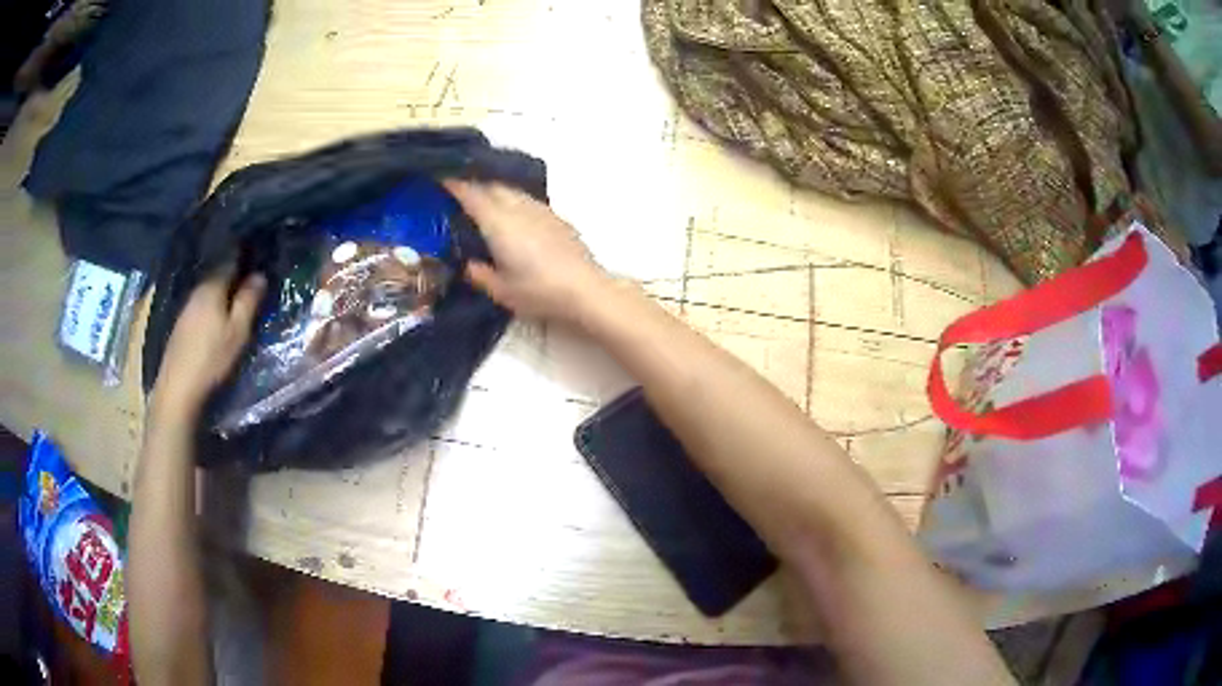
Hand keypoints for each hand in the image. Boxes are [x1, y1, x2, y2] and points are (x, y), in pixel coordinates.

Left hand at [151, 267, 265, 419]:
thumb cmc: (212, 358)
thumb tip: (260, 275)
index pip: (231, 260)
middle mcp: (197, 290)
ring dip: (222, 295)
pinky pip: (201, 306)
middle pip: (218, 275)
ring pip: (209, 292)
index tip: (258, 261)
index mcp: (213, 286)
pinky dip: (211, 308)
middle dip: (234, 277)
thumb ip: (249, 301)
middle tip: (250, 286)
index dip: (245, 258)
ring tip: (235, 303)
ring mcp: (186, 308)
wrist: (179, 388)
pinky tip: (217, 320)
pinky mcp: (181, 325)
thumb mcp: (238, 331)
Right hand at [444, 180, 611, 322]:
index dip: (455, 185)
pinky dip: (514, 200)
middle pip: (493, 186)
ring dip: (496, 190)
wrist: (585, 289)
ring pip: (512, 191)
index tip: (441, 178)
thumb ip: (479, 275)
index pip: (472, 195)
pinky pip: (528, 200)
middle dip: (475, 184)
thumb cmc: (539, 292)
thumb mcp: (501, 290)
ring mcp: (540, 210)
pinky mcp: (556, 218)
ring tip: (485, 200)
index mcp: (498, 223)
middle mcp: (518, 208)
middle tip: (460, 190)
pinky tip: (514, 214)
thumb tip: (468, 264)